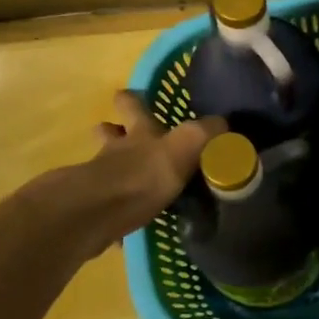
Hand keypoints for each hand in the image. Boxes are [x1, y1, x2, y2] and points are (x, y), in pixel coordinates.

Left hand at [87, 92, 225, 236]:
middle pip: (110, 134)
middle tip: (119, 132)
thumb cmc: (143, 174)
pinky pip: (108, 209)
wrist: (98, 214)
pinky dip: (116, 213)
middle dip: (113, 131)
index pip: (132, 105)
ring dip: (114, 171)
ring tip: (130, 181)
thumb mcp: (185, 146)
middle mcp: (115, 151)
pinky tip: (126, 225)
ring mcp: (99, 181)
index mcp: (138, 132)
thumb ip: (206, 132)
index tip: (127, 93)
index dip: (131, 99)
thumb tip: (224, 122)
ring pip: (105, 168)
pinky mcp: (94, 212)